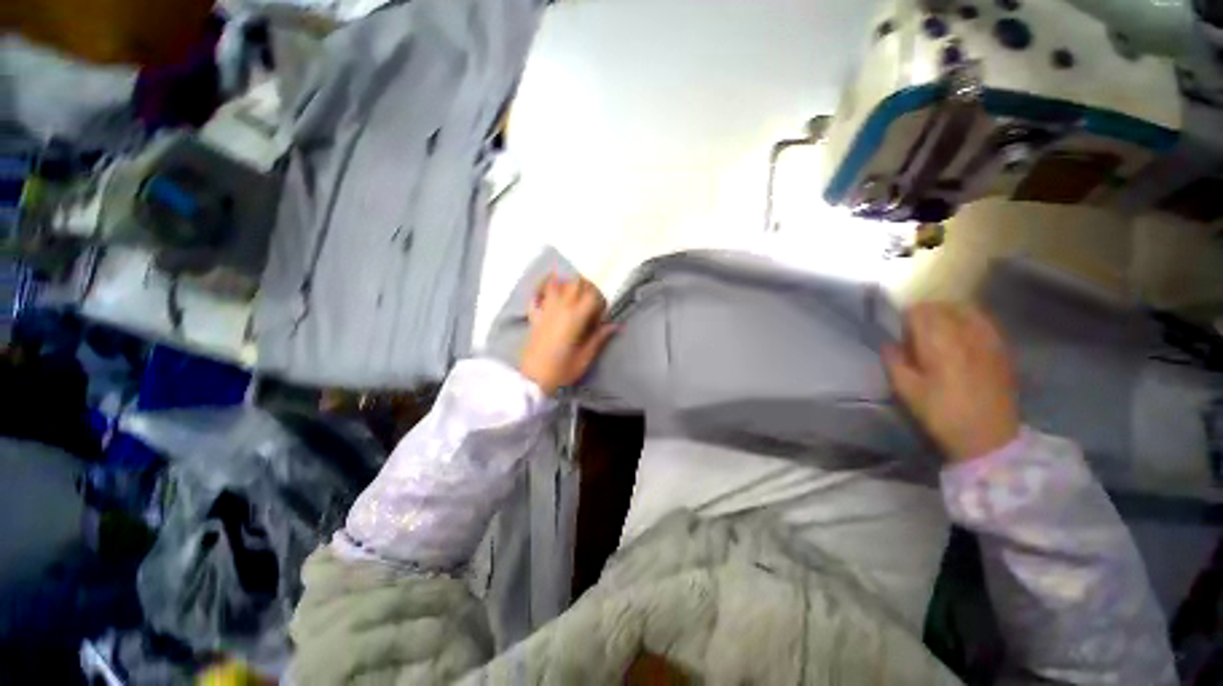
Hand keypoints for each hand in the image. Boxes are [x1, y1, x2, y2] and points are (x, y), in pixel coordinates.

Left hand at [519, 274, 615, 395]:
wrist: (533, 380)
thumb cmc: (562, 370)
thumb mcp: (586, 357)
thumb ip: (599, 337)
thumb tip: (616, 325)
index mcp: (575, 318)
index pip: (593, 296)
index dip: (601, 301)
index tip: (602, 313)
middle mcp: (560, 308)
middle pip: (575, 283)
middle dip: (587, 287)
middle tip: (592, 300)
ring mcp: (545, 310)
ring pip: (556, 284)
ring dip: (567, 284)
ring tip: (574, 294)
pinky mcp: (534, 317)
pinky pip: (536, 296)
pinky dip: (541, 289)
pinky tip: (547, 289)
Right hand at [883, 303, 1019, 462]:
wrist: (989, 437)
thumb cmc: (942, 414)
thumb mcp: (907, 392)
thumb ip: (894, 362)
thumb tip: (888, 343)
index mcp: (939, 344)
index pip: (920, 312)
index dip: (905, 317)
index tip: (898, 330)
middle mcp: (966, 335)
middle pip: (942, 307)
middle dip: (924, 313)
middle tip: (914, 331)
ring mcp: (988, 340)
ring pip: (965, 309)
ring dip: (946, 313)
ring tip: (937, 329)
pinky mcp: (1001, 349)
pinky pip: (983, 321)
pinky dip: (968, 319)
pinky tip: (961, 334)